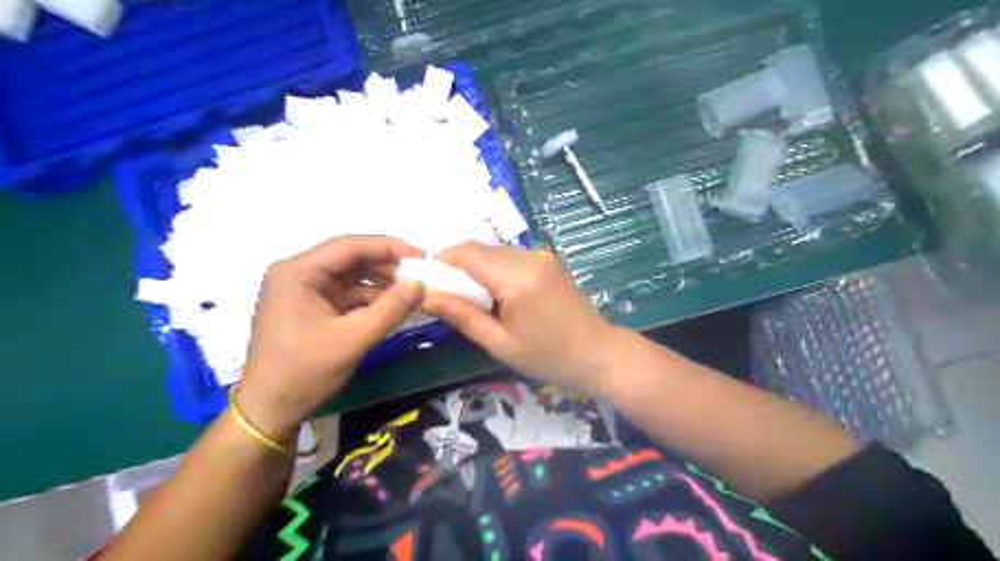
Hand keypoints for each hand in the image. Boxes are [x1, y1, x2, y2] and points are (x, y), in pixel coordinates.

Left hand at [237, 234, 424, 440]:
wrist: (270, 411)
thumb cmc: (304, 372)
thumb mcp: (352, 340)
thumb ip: (390, 309)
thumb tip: (421, 285)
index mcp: (297, 272)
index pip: (349, 246)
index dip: (388, 247)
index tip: (421, 256)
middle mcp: (297, 273)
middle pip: (350, 258)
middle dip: (387, 265)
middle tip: (421, 274)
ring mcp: (303, 290)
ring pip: (351, 276)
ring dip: (381, 282)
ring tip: (412, 290)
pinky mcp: (310, 306)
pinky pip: (346, 293)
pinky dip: (370, 298)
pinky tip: (393, 305)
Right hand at [424, 241, 621, 393]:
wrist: (598, 353)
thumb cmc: (548, 356)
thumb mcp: (499, 343)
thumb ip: (462, 315)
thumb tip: (426, 295)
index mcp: (517, 278)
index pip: (467, 252)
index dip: (441, 260)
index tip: (427, 279)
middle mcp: (529, 257)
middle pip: (480, 249)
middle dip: (457, 265)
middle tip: (447, 294)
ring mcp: (541, 255)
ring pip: (494, 251)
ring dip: (476, 268)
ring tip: (472, 298)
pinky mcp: (547, 260)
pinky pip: (511, 257)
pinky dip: (494, 269)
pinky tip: (496, 294)